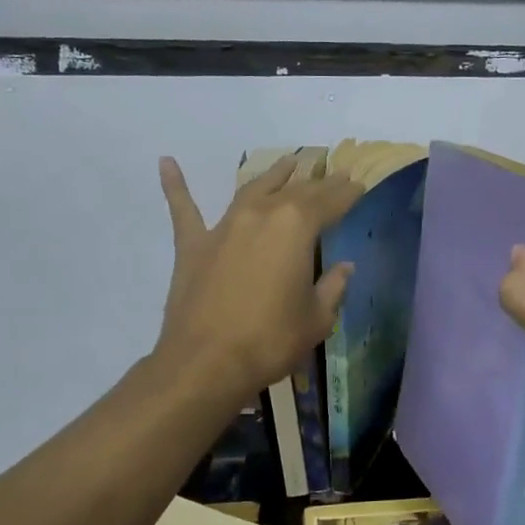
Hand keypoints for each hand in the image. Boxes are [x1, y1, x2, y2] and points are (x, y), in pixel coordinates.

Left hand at [155, 155, 363, 399]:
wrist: (207, 363)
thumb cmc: (271, 340)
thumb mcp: (317, 319)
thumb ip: (332, 288)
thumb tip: (344, 268)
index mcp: (296, 227)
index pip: (330, 202)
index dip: (347, 194)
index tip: (359, 186)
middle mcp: (261, 215)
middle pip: (295, 191)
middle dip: (319, 183)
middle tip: (334, 175)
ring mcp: (223, 227)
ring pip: (252, 190)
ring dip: (273, 175)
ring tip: (289, 162)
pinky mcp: (193, 245)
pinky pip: (184, 209)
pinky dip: (175, 185)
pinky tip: (165, 162)